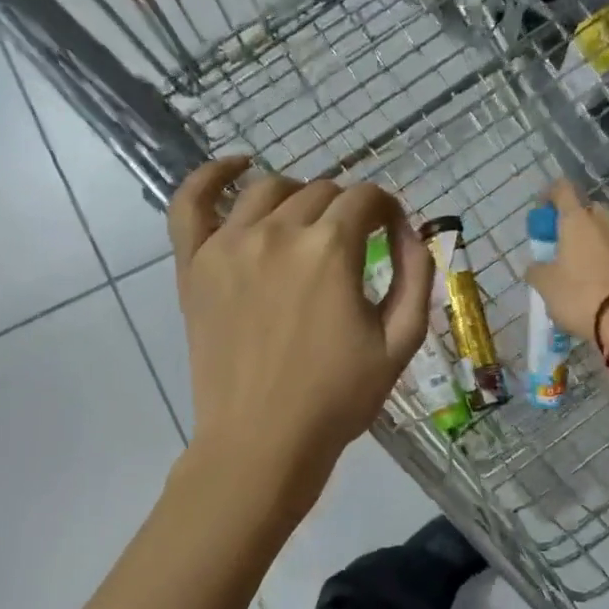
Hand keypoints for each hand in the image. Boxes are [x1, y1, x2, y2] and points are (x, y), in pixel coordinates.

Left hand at [167, 160, 433, 500]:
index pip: (367, 198)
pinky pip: (191, 201)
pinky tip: (237, 167)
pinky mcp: (195, 265)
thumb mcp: (401, 341)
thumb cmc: (338, 398)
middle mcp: (278, 232)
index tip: (392, 233)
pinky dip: (212, 176)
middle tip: (355, 247)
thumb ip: (416, 274)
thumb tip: (411, 231)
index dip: (387, 211)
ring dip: (300, 198)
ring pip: (270, 190)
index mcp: (331, 249)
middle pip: (322, 192)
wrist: (263, 442)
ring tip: (309, 226)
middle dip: (348, 211)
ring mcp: (228, 244)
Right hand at [524, 180, 608, 342]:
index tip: (541, 212)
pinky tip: (592, 278)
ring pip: (601, 230)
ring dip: (587, 240)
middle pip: (584, 210)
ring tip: (574, 264)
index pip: (562, 189)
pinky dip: (601, 256)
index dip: (549, 195)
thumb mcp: (545, 284)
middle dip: (570, 221)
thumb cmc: (578, 294)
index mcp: (578, 219)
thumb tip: (536, 267)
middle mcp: (604, 222)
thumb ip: (536, 269)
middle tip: (558, 243)